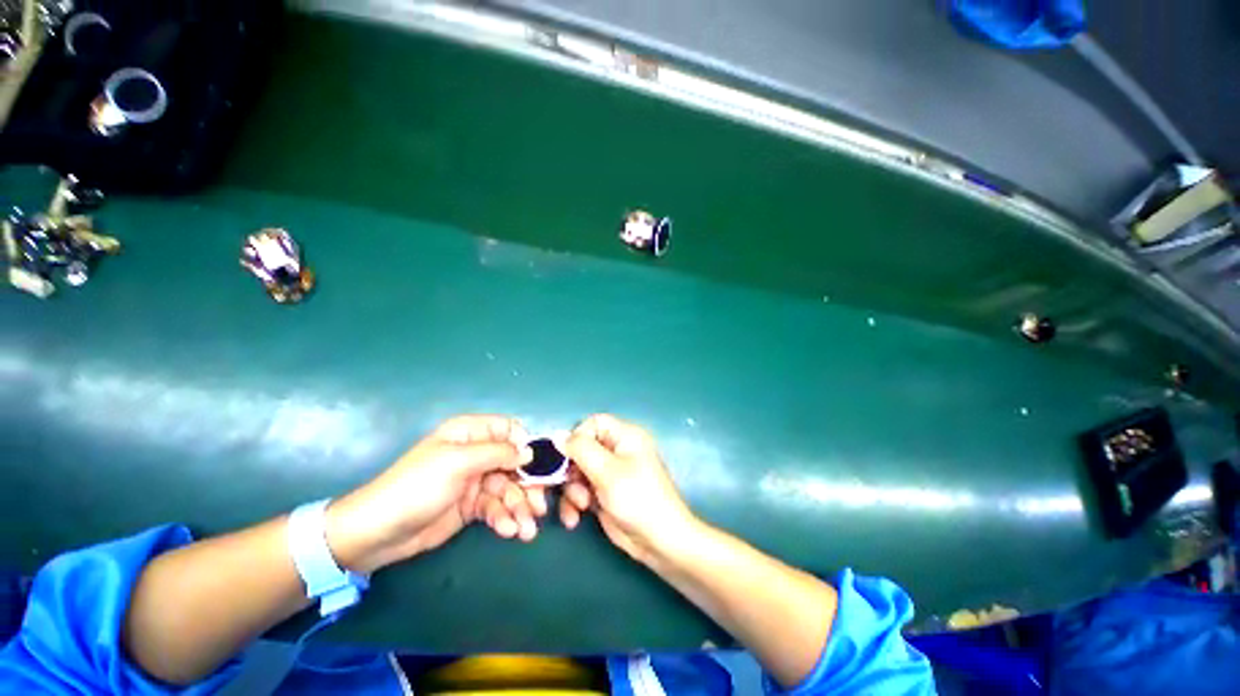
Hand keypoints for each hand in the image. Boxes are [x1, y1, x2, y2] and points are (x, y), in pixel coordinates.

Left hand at [326, 415, 539, 573]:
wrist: (378, 533)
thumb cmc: (417, 486)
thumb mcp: (458, 462)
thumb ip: (498, 453)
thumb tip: (529, 452)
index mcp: (471, 433)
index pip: (509, 430)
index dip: (525, 445)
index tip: (537, 466)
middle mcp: (476, 453)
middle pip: (514, 463)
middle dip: (527, 485)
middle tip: (539, 507)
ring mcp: (475, 480)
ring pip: (508, 488)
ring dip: (519, 507)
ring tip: (526, 530)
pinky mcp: (471, 505)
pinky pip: (496, 507)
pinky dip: (505, 518)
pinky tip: (508, 531)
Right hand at [559, 414, 697, 565]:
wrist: (659, 541)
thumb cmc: (638, 498)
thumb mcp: (607, 471)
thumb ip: (581, 450)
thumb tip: (558, 436)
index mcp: (625, 436)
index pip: (593, 423)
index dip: (578, 438)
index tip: (567, 458)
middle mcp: (617, 450)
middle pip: (582, 448)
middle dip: (572, 470)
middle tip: (573, 487)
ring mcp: (609, 472)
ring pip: (577, 471)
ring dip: (571, 490)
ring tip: (580, 507)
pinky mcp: (603, 493)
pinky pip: (580, 490)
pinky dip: (574, 503)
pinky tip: (574, 519)